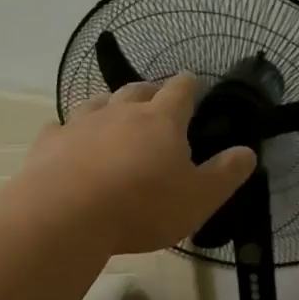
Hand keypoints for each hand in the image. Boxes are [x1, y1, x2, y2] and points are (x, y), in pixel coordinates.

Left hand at [21, 75, 256, 253]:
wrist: (65, 216)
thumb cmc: (143, 207)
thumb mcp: (199, 198)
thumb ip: (226, 174)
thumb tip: (248, 152)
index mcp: (162, 121)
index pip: (180, 90)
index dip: (190, 84)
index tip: (194, 83)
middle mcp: (121, 112)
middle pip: (137, 90)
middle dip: (150, 91)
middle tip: (157, 100)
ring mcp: (81, 123)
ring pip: (99, 103)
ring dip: (110, 106)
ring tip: (115, 116)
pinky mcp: (50, 143)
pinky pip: (61, 127)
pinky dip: (70, 131)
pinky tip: (69, 140)